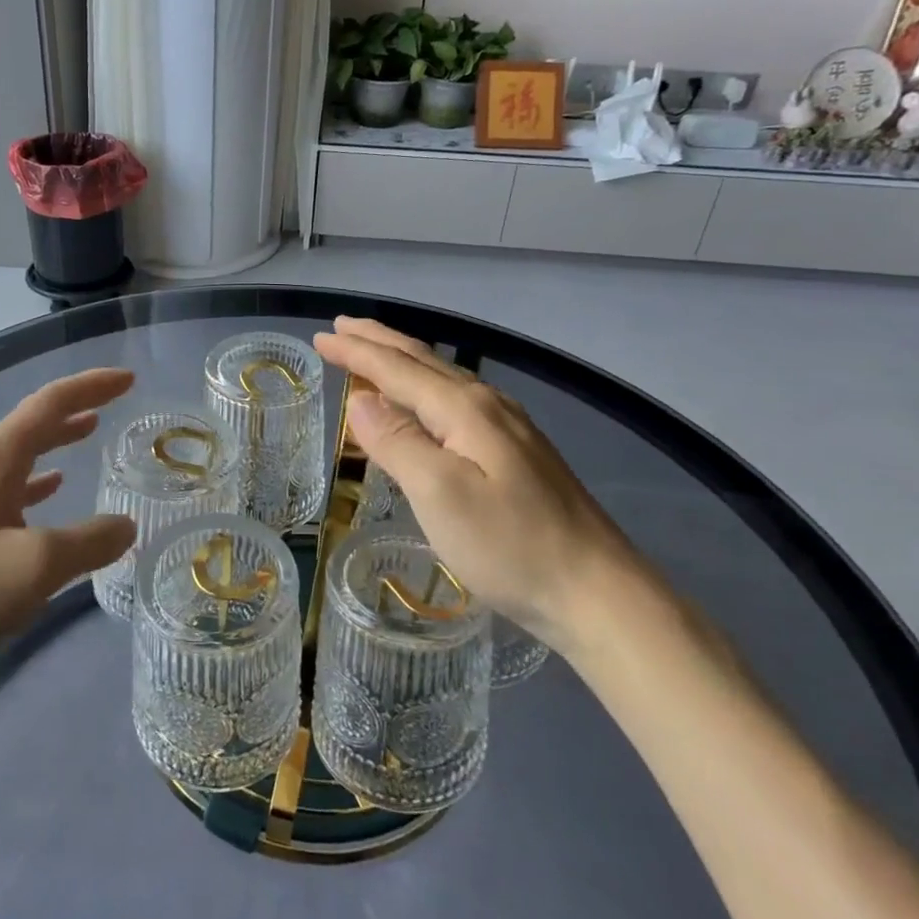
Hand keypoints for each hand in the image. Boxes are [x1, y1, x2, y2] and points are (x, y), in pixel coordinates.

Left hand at [0, 368, 137, 689]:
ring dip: (58, 439)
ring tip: (91, 431)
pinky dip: (39, 480)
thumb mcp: (37, 565)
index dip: (91, 386)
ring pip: (22, 453)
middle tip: (116, 401)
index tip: (129, 378)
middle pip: (34, 422)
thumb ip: (90, 540)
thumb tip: (127, 525)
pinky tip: (54, 488)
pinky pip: (11, 487)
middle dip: (77, 406)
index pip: (50, 403)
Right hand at [312, 318, 644, 657]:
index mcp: (464, 409)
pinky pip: (456, 400)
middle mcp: (487, 405)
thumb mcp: (441, 494)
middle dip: (378, 342)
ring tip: (373, 352)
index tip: (321, 336)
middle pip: (422, 361)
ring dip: (402, 360)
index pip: (397, 368)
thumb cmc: (510, 545)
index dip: (356, 351)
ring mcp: (508, 428)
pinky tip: (424, 402)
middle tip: (341, 327)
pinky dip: (424, 387)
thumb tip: (360, 400)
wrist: (597, 591)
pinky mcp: (517, 452)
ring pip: (442, 378)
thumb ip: (398, 443)